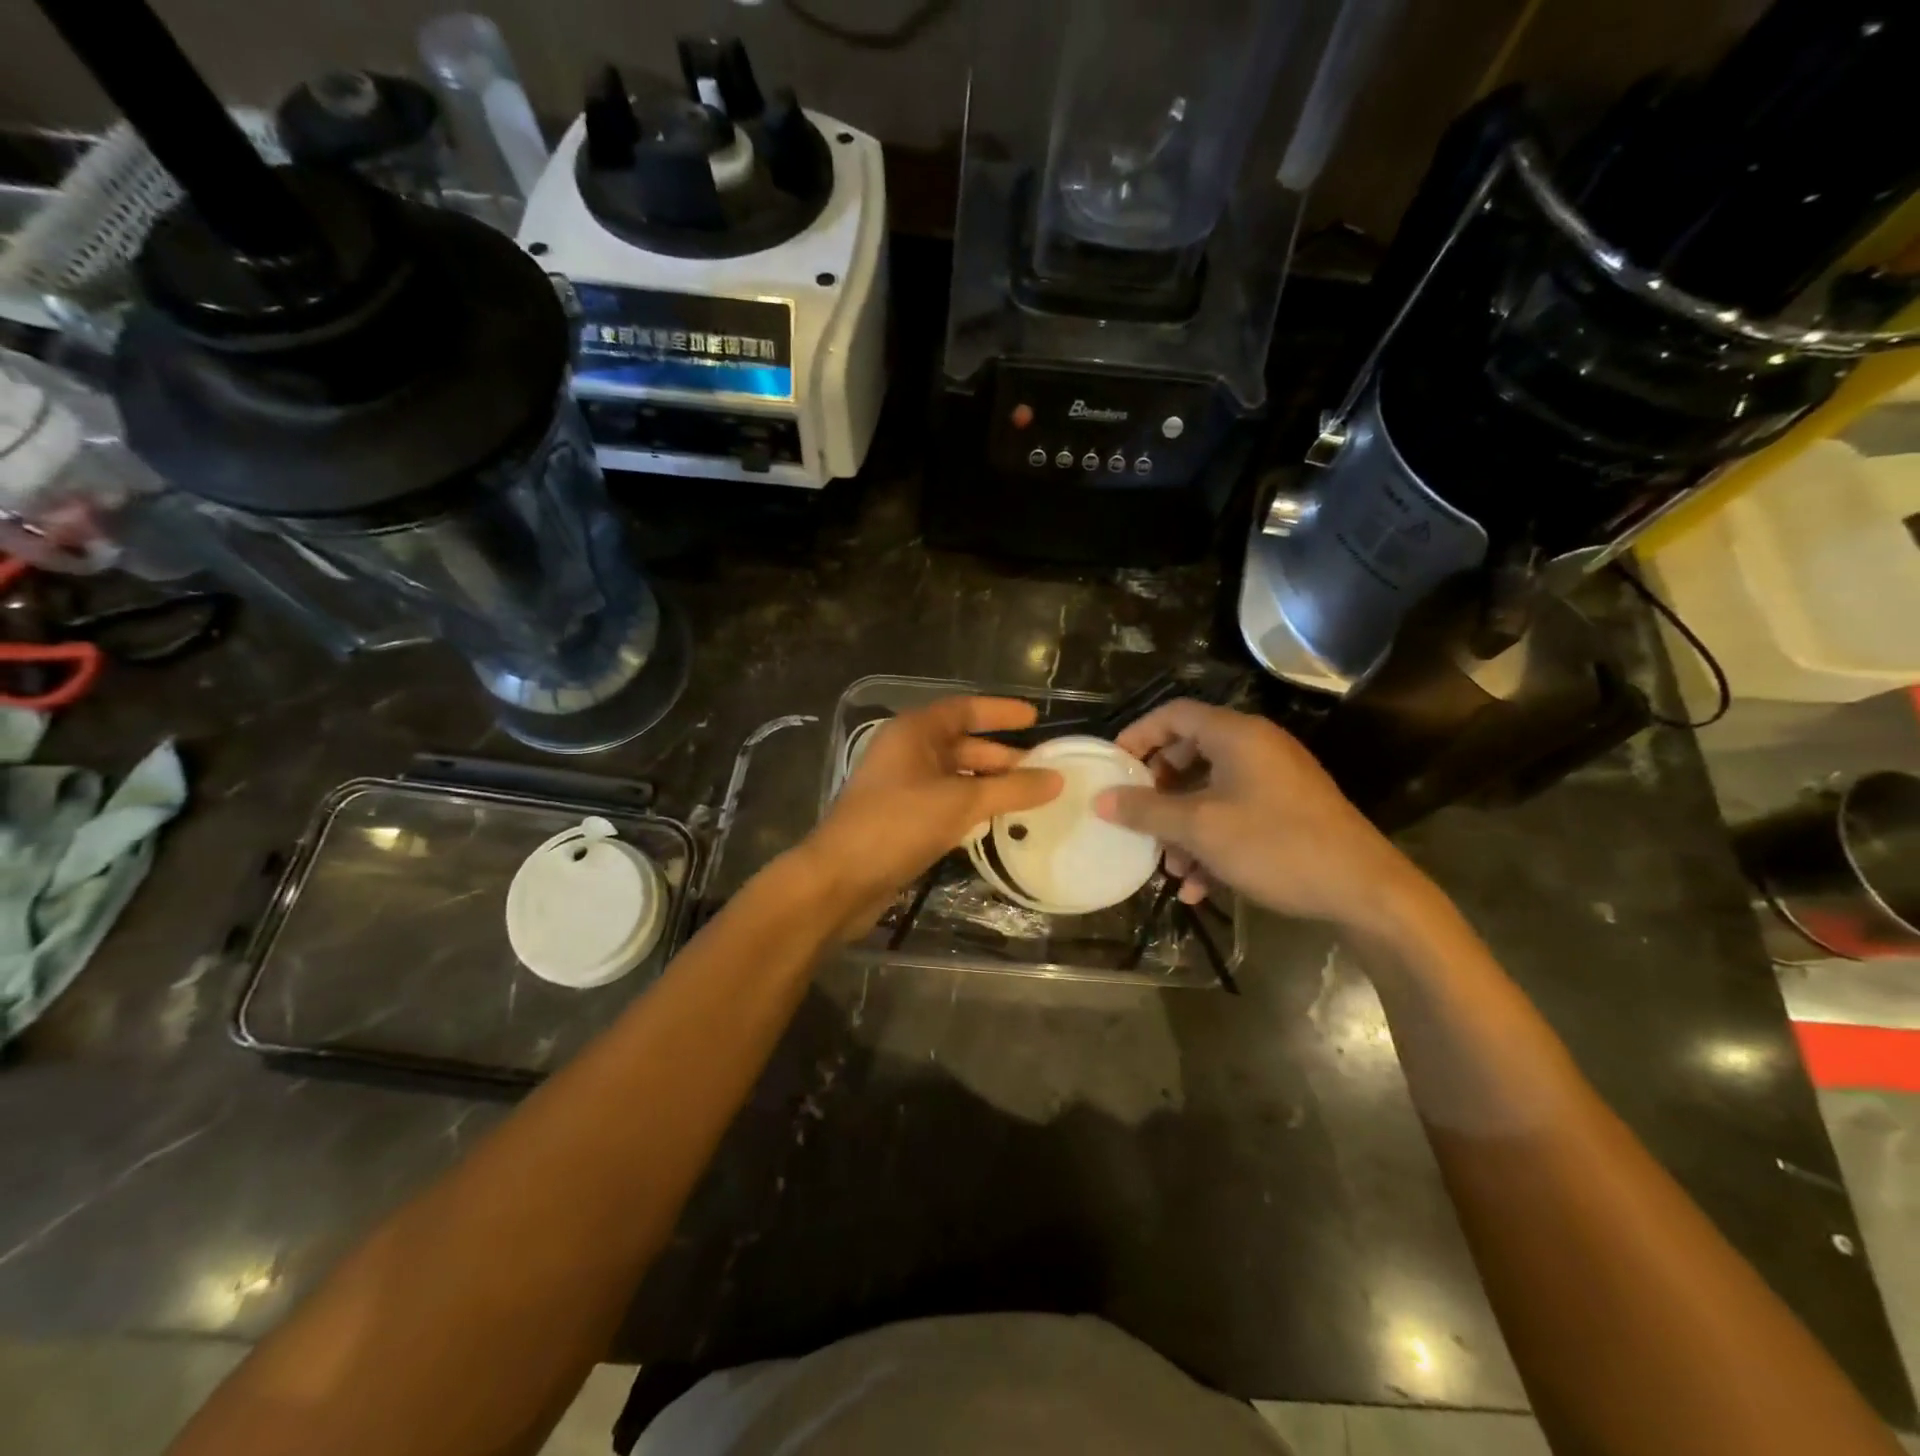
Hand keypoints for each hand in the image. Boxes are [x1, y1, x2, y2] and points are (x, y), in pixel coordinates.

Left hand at [803, 696, 1061, 935]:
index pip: (964, 709)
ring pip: (955, 776)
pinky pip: (945, 801)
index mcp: (913, 732)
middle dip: (1001, 755)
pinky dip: (972, 806)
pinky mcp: (902, 818)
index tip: (1036, 718)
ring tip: (1030, 795)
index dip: (1000, 712)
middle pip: (961, 744)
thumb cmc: (897, 825)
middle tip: (1044, 768)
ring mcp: (902, 786)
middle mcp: (906, 752)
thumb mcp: (960, 803)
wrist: (840, 880)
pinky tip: (997, 820)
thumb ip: (1010, 789)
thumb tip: (1057, 779)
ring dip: (989, 784)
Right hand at [1093, 699, 1427, 928]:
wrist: (1364, 891)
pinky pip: (1235, 814)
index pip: (1173, 714)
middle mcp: (1256, 748)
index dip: (1137, 735)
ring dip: (1182, 826)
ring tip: (1169, 867)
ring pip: (1210, 791)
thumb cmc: (1275, 845)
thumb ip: (1146, 810)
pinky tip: (1199, 887)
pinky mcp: (1287, 811)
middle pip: (1189, 752)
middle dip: (1158, 790)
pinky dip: (1211, 842)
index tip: (1112, 766)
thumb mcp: (1200, 828)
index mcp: (1236, 735)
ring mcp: (1275, 780)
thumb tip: (1101, 799)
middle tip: (1136, 815)